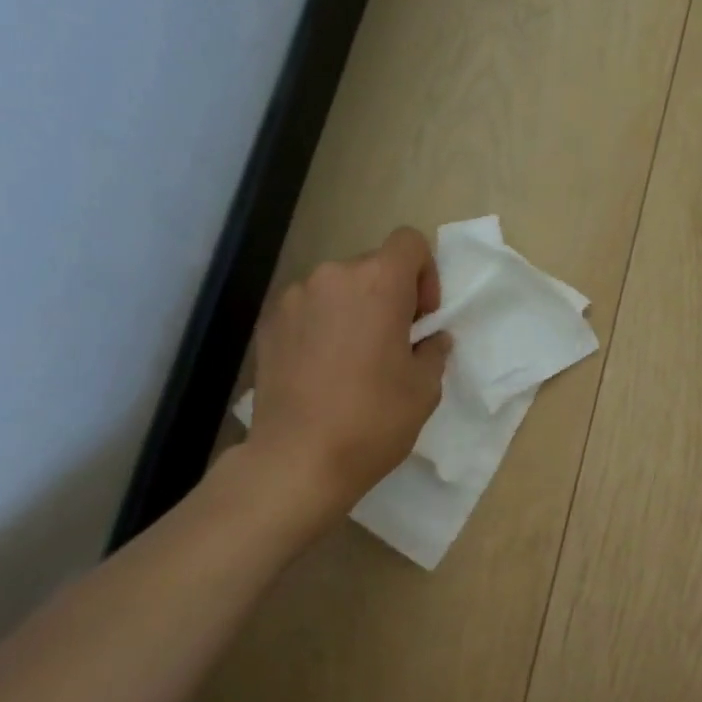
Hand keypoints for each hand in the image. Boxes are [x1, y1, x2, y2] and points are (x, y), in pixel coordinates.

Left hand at [245, 227, 450, 516]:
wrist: (298, 459)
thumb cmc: (374, 419)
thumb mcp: (425, 387)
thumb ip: (433, 349)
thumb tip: (429, 338)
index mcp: (378, 282)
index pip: (409, 242)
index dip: (424, 274)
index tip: (421, 318)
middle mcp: (332, 276)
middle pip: (372, 266)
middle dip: (389, 296)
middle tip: (392, 344)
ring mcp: (294, 298)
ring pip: (337, 289)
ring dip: (353, 311)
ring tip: (353, 360)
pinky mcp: (268, 323)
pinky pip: (308, 310)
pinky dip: (322, 327)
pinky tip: (322, 370)